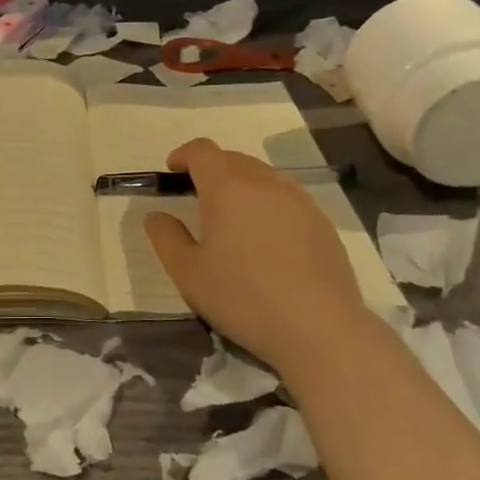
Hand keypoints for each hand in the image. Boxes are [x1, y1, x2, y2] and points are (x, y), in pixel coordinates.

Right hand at [144, 139, 366, 377]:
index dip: (184, 155)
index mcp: (227, 187)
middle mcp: (264, 182)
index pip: (202, 150)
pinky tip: (269, 241)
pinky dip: (270, 205)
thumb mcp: (188, 274)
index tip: (174, 171)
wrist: (320, 328)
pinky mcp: (322, 222)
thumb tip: (156, 215)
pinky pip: (288, 198)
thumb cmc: (244, 298)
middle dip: (212, 170)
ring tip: (235, 219)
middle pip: (233, 159)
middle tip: (199, 199)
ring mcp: (299, 200)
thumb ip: (166, 237)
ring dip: (243, 185)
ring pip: (263, 176)